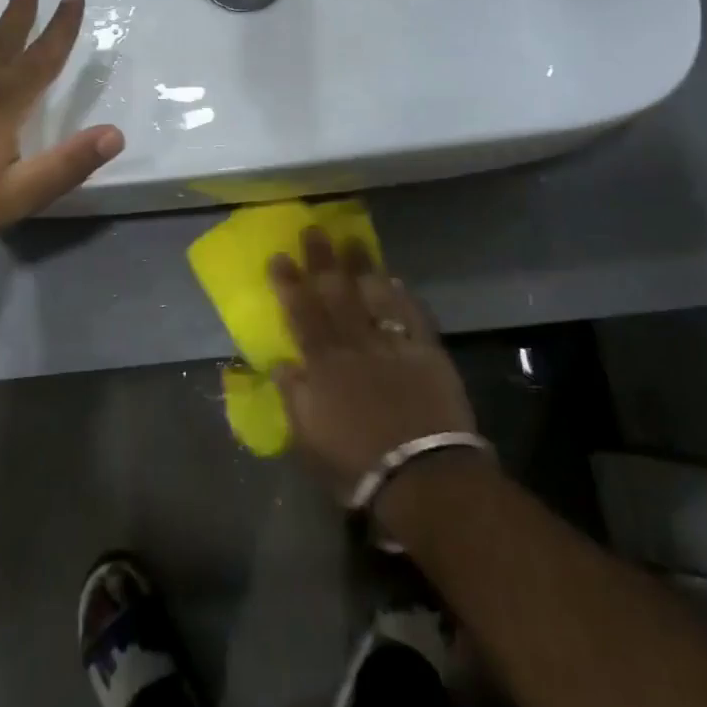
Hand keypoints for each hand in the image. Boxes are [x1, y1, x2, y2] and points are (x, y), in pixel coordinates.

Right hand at [270, 229, 488, 516]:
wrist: (424, 476)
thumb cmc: (358, 467)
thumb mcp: (309, 441)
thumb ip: (294, 398)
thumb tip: (282, 363)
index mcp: (323, 366)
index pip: (301, 314)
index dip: (289, 284)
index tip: (279, 256)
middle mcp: (354, 346)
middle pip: (335, 294)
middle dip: (322, 260)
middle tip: (314, 229)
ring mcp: (392, 345)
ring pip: (373, 296)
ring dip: (362, 267)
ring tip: (353, 240)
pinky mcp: (427, 353)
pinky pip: (412, 316)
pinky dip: (402, 297)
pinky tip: (395, 280)